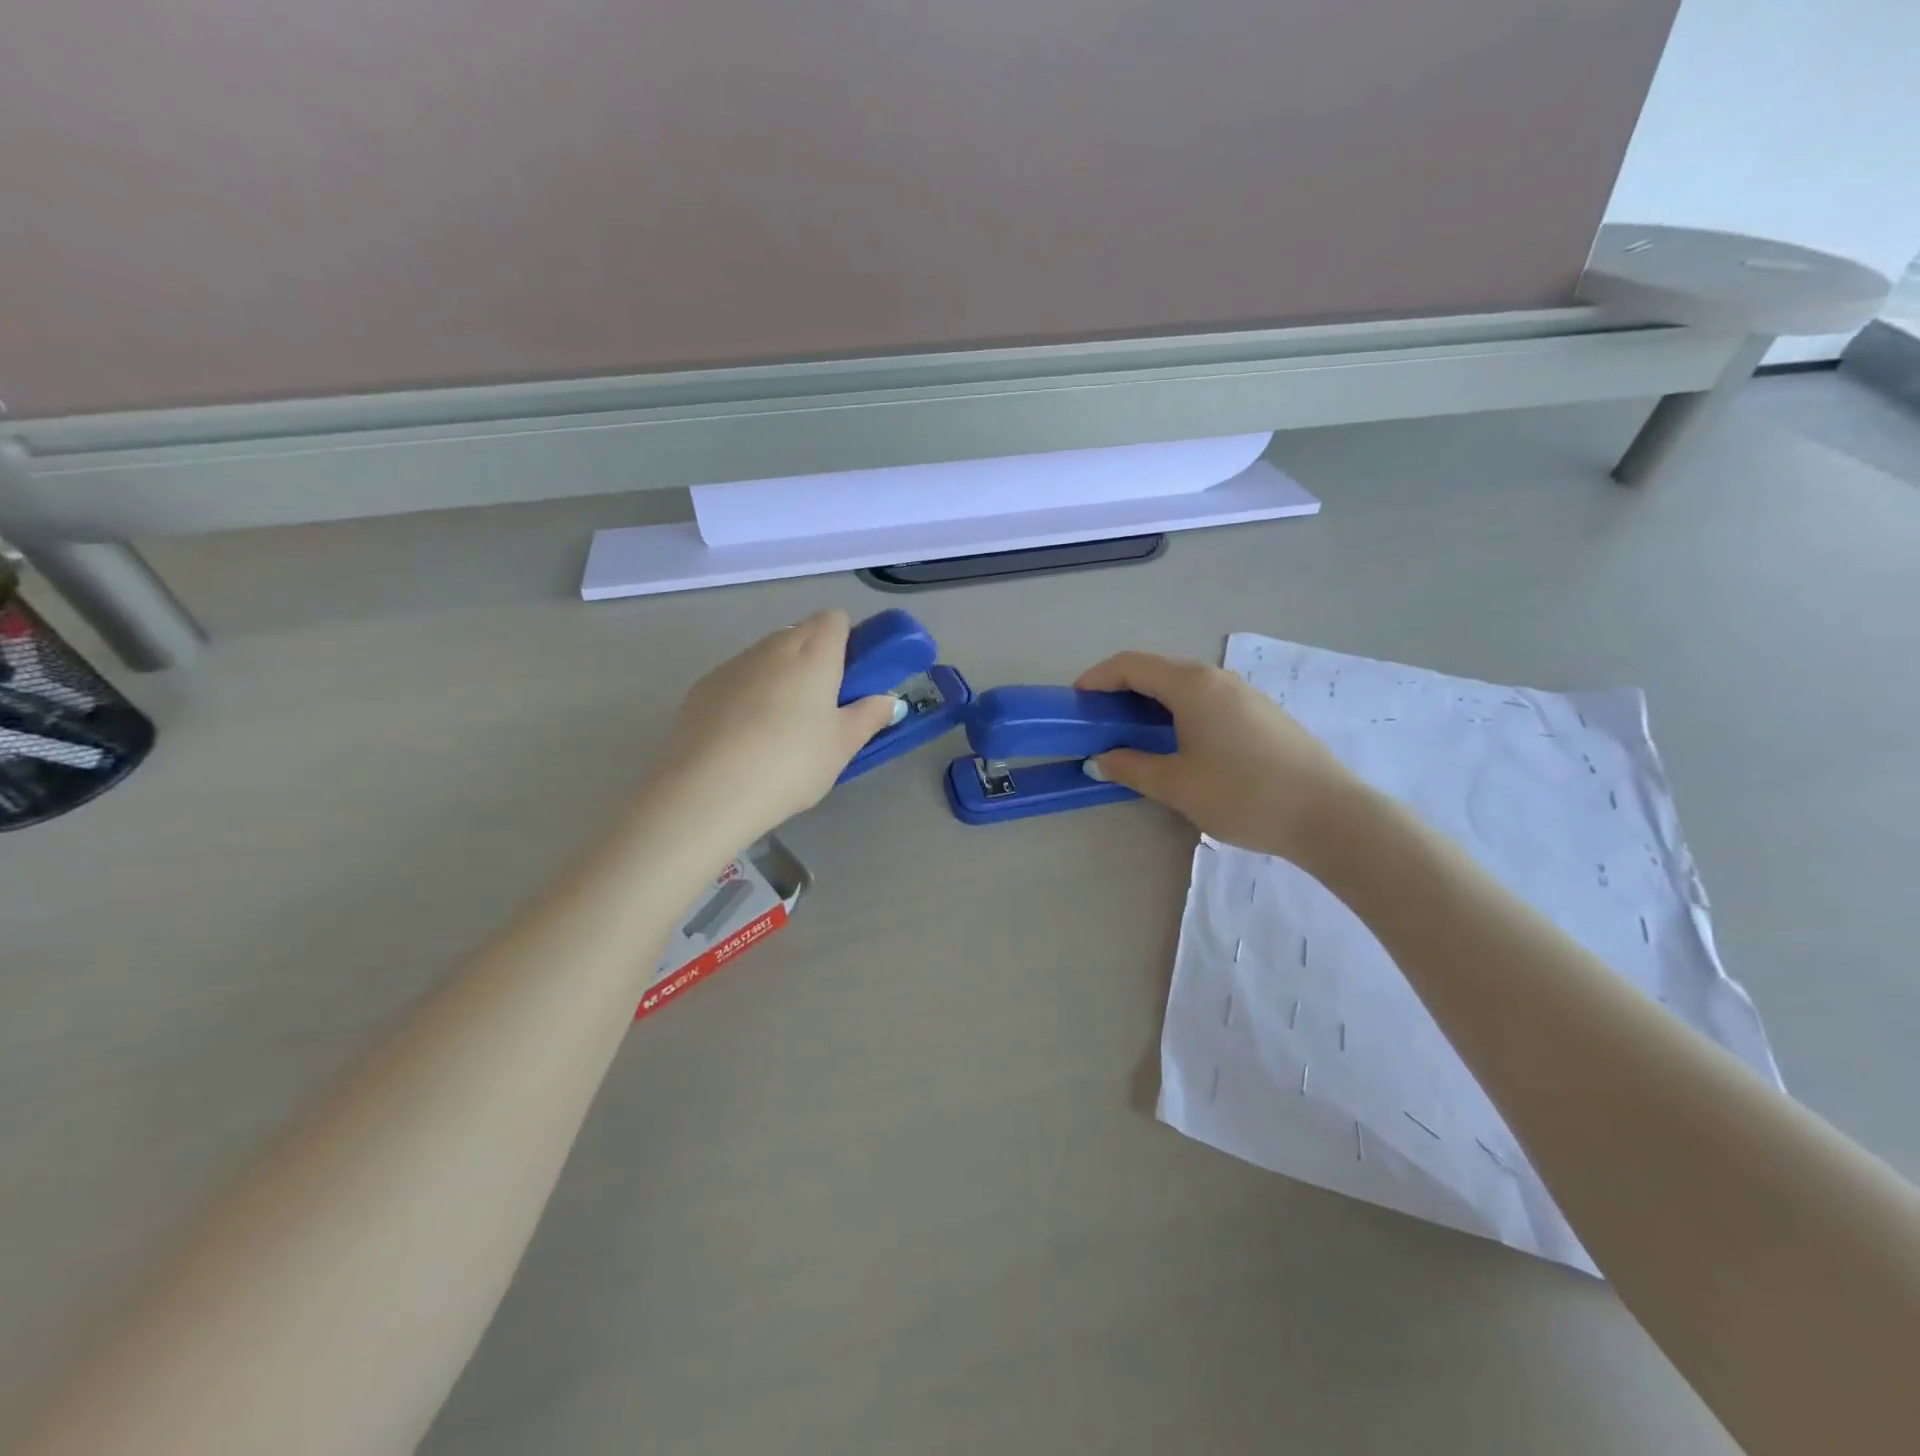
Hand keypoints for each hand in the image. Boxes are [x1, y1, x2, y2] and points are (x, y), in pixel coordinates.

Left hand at [650, 610, 898, 850]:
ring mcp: (733, 665)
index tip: (851, 677)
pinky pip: (737, 679)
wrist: (709, 789)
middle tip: (823, 707)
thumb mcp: (843, 745)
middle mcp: (772, 647)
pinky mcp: (702, 688)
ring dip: (781, 676)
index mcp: (814, 653)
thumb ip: (870, 716)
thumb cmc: (792, 762)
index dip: (846, 640)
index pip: (834, 619)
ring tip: (782, 728)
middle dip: (815, 659)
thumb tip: (890, 701)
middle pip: (800, 634)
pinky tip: (746, 737)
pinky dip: (748, 695)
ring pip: (766, 656)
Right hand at [1075, 651, 1356, 862]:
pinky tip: (1178, 743)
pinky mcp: (1261, 713)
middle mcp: (1218, 678)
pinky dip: (1178, 711)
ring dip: (1151, 701)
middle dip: (1121, 689)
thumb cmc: (1243, 794)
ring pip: (1184, 685)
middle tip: (1099, 721)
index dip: (1097, 677)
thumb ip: (1132, 767)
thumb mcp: (1177, 785)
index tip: (1075, 701)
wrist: (1328, 815)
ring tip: (1133, 734)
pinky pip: (1207, 699)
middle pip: (1158, 670)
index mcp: (1192, 685)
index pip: (1131, 664)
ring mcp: (1244, 694)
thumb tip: (1101, 758)